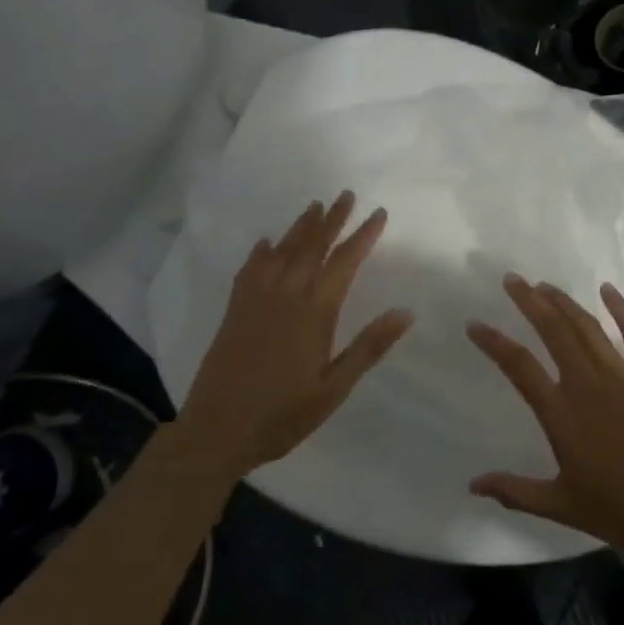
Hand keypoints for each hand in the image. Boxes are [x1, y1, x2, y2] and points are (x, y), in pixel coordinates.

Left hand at [176, 191, 413, 484]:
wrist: (217, 429)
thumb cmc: (284, 414)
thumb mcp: (335, 387)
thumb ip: (369, 347)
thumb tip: (406, 312)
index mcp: (315, 312)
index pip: (344, 262)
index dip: (363, 236)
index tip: (378, 213)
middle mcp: (286, 295)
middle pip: (312, 247)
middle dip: (332, 219)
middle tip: (346, 195)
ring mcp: (256, 299)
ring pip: (282, 251)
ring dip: (300, 227)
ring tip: (314, 206)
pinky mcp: (235, 309)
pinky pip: (250, 269)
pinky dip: (261, 251)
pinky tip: (266, 242)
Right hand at [466, 275, 623, 554]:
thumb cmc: (622, 509)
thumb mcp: (562, 506)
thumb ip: (516, 491)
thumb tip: (473, 485)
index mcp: (562, 413)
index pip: (519, 366)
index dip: (494, 342)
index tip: (475, 324)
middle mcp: (587, 383)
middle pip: (553, 331)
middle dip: (530, 301)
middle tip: (512, 280)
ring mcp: (622, 375)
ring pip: (587, 326)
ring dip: (564, 302)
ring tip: (544, 285)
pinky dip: (621, 308)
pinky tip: (608, 290)